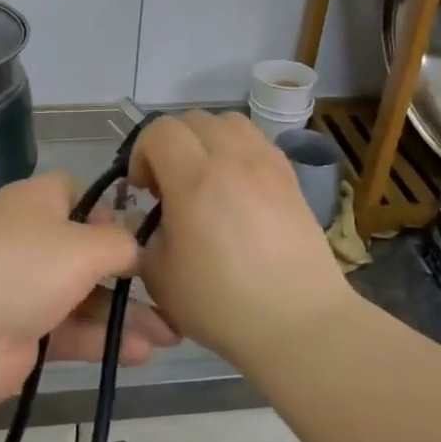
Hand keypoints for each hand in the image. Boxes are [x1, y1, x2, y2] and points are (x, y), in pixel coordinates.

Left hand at [0, 172, 178, 404]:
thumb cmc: (23, 266)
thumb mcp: (85, 245)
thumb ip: (122, 243)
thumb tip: (138, 247)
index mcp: (36, 202)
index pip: (79, 193)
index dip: (113, 210)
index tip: (147, 232)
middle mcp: (30, 240)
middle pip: (88, 251)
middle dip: (132, 274)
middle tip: (173, 292)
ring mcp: (24, 288)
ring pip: (85, 297)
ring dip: (126, 314)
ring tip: (174, 335)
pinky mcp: (23, 333)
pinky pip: (72, 331)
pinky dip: (104, 340)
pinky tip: (143, 354)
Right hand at [128, 111, 353, 362]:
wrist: (298, 322)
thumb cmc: (221, 303)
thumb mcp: (159, 275)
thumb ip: (143, 234)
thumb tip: (151, 216)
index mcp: (195, 179)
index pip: (159, 131)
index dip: (142, 154)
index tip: (144, 191)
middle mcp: (232, 158)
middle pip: (192, 119)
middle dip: (170, 144)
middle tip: (170, 186)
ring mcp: (267, 163)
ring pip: (227, 122)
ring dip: (205, 140)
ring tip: (204, 178)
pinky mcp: (291, 177)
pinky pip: (256, 141)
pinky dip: (237, 150)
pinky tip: (236, 188)